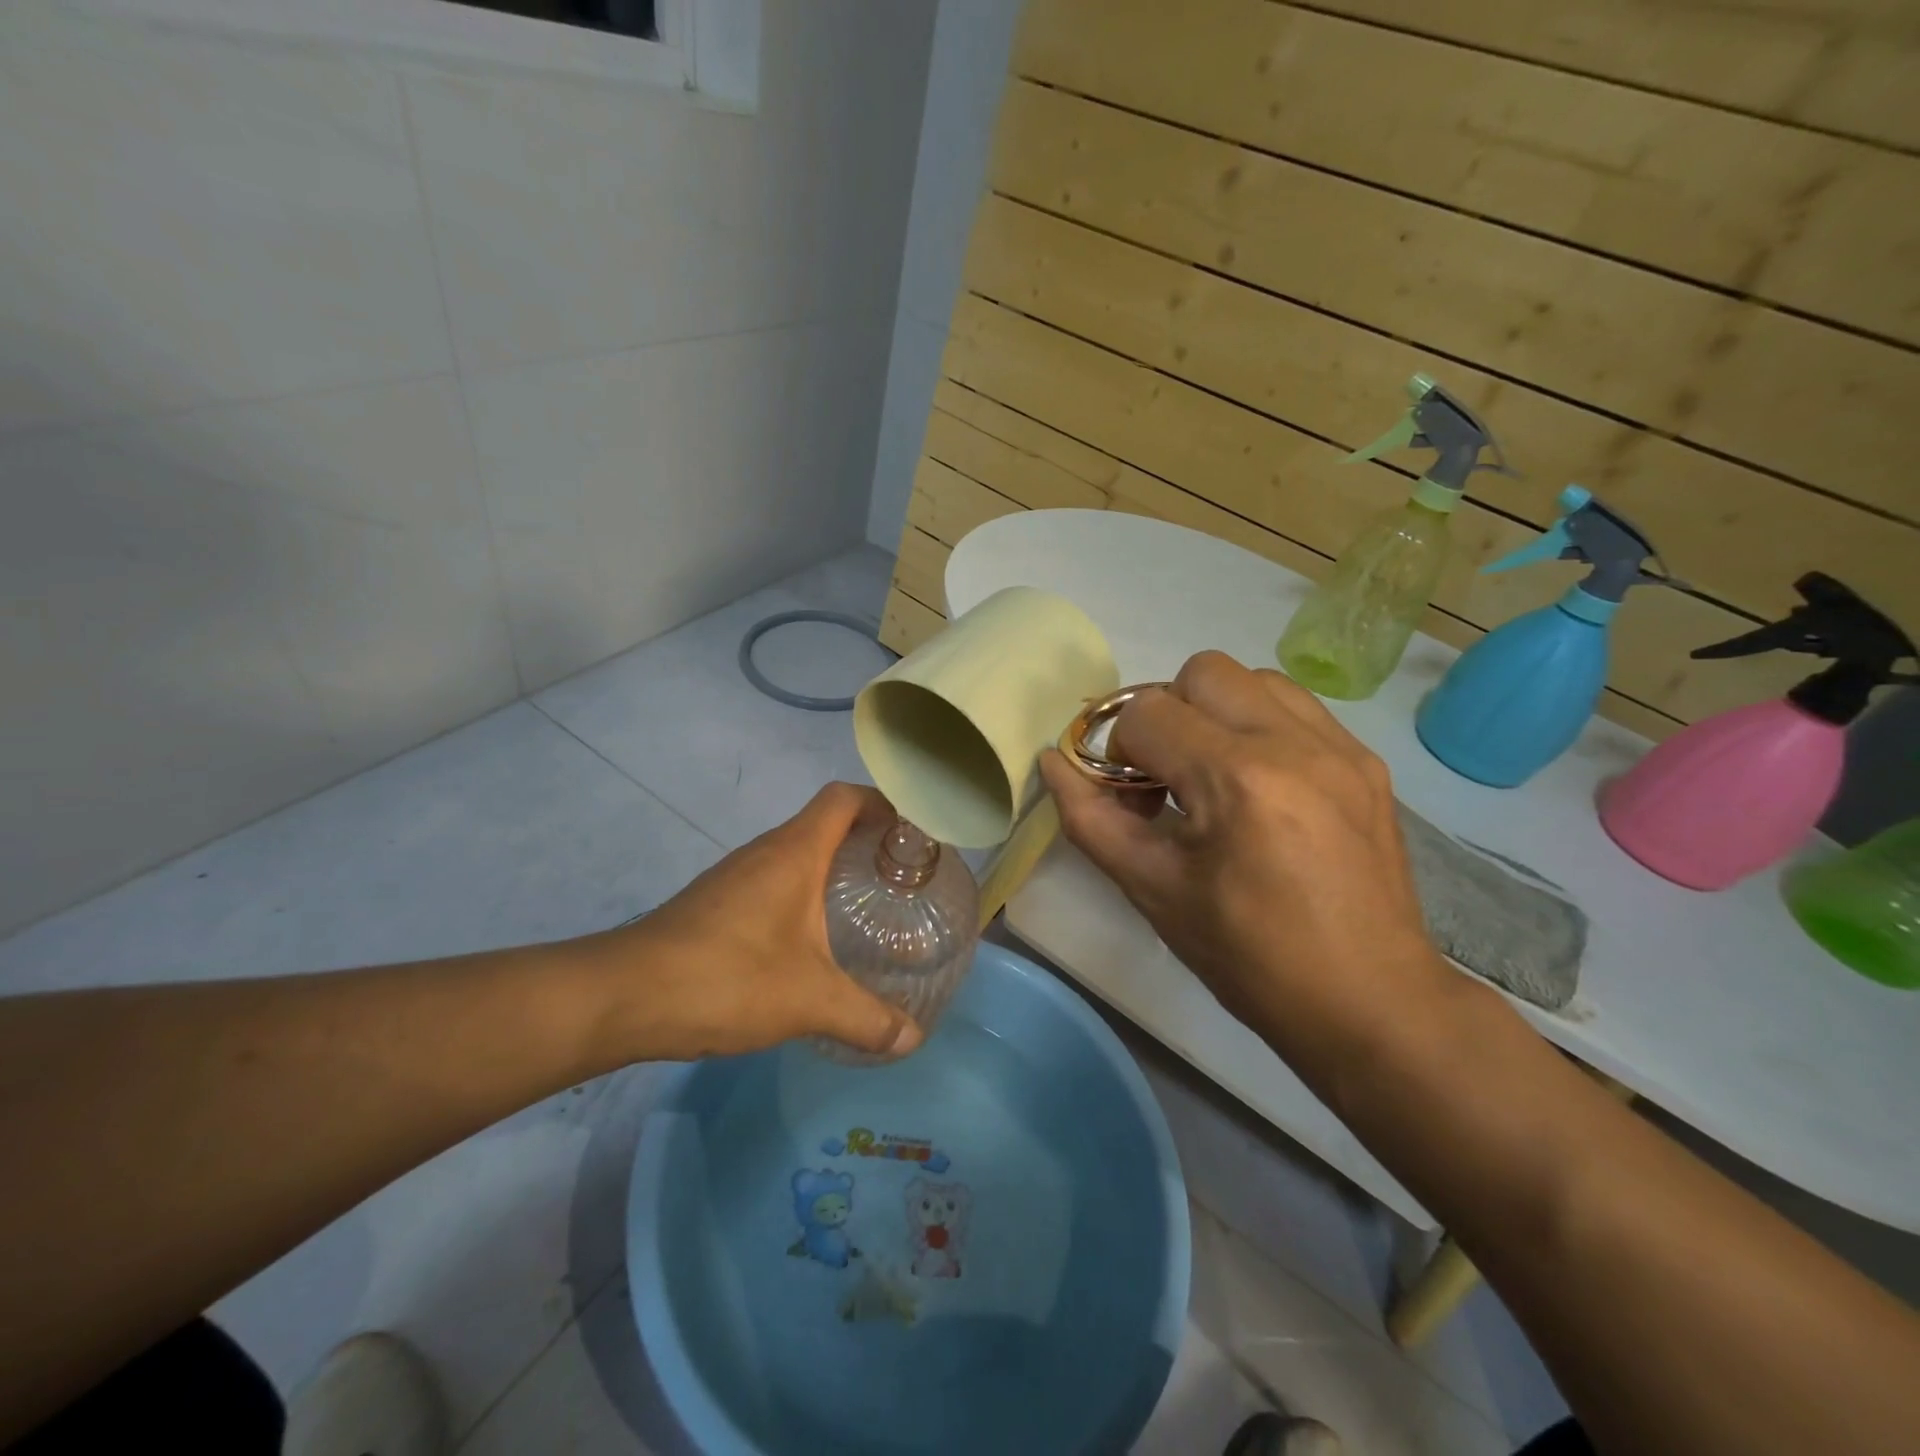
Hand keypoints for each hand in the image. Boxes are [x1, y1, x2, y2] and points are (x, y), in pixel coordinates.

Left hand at [583, 783, 923, 1062]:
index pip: (844, 798)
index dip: (882, 803)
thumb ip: (867, 1018)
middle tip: (902, 878)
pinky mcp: (715, 903)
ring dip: (832, 868)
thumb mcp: (809, 1001)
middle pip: (824, 822)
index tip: (913, 833)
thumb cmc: (726, 977)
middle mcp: (765, 852)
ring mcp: (735, 876)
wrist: (624, 997)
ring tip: (866, 907)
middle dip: (866, 840)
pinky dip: (802, 894)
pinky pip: (773, 880)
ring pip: (796, 853)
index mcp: (794, 852)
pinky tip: (811, 940)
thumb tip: (913, 1039)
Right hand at [1039, 652, 1445, 1045]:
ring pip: (1253, 679)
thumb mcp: (1152, 890)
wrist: (1367, 1001)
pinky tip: (1261, 785)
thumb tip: (1053, 762)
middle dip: (1166, 716)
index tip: (1130, 800)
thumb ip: (1090, 819)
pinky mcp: (1367, 762)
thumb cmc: (1248, 956)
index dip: (1119, 752)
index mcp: (1236, 778)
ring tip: (1215, 774)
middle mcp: (1293, 742)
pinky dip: (1260, 726)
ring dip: (1215, 712)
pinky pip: (1296, 707)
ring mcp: (1340, 747)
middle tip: (1168, 776)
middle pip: (1200, 672)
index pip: (1145, 714)